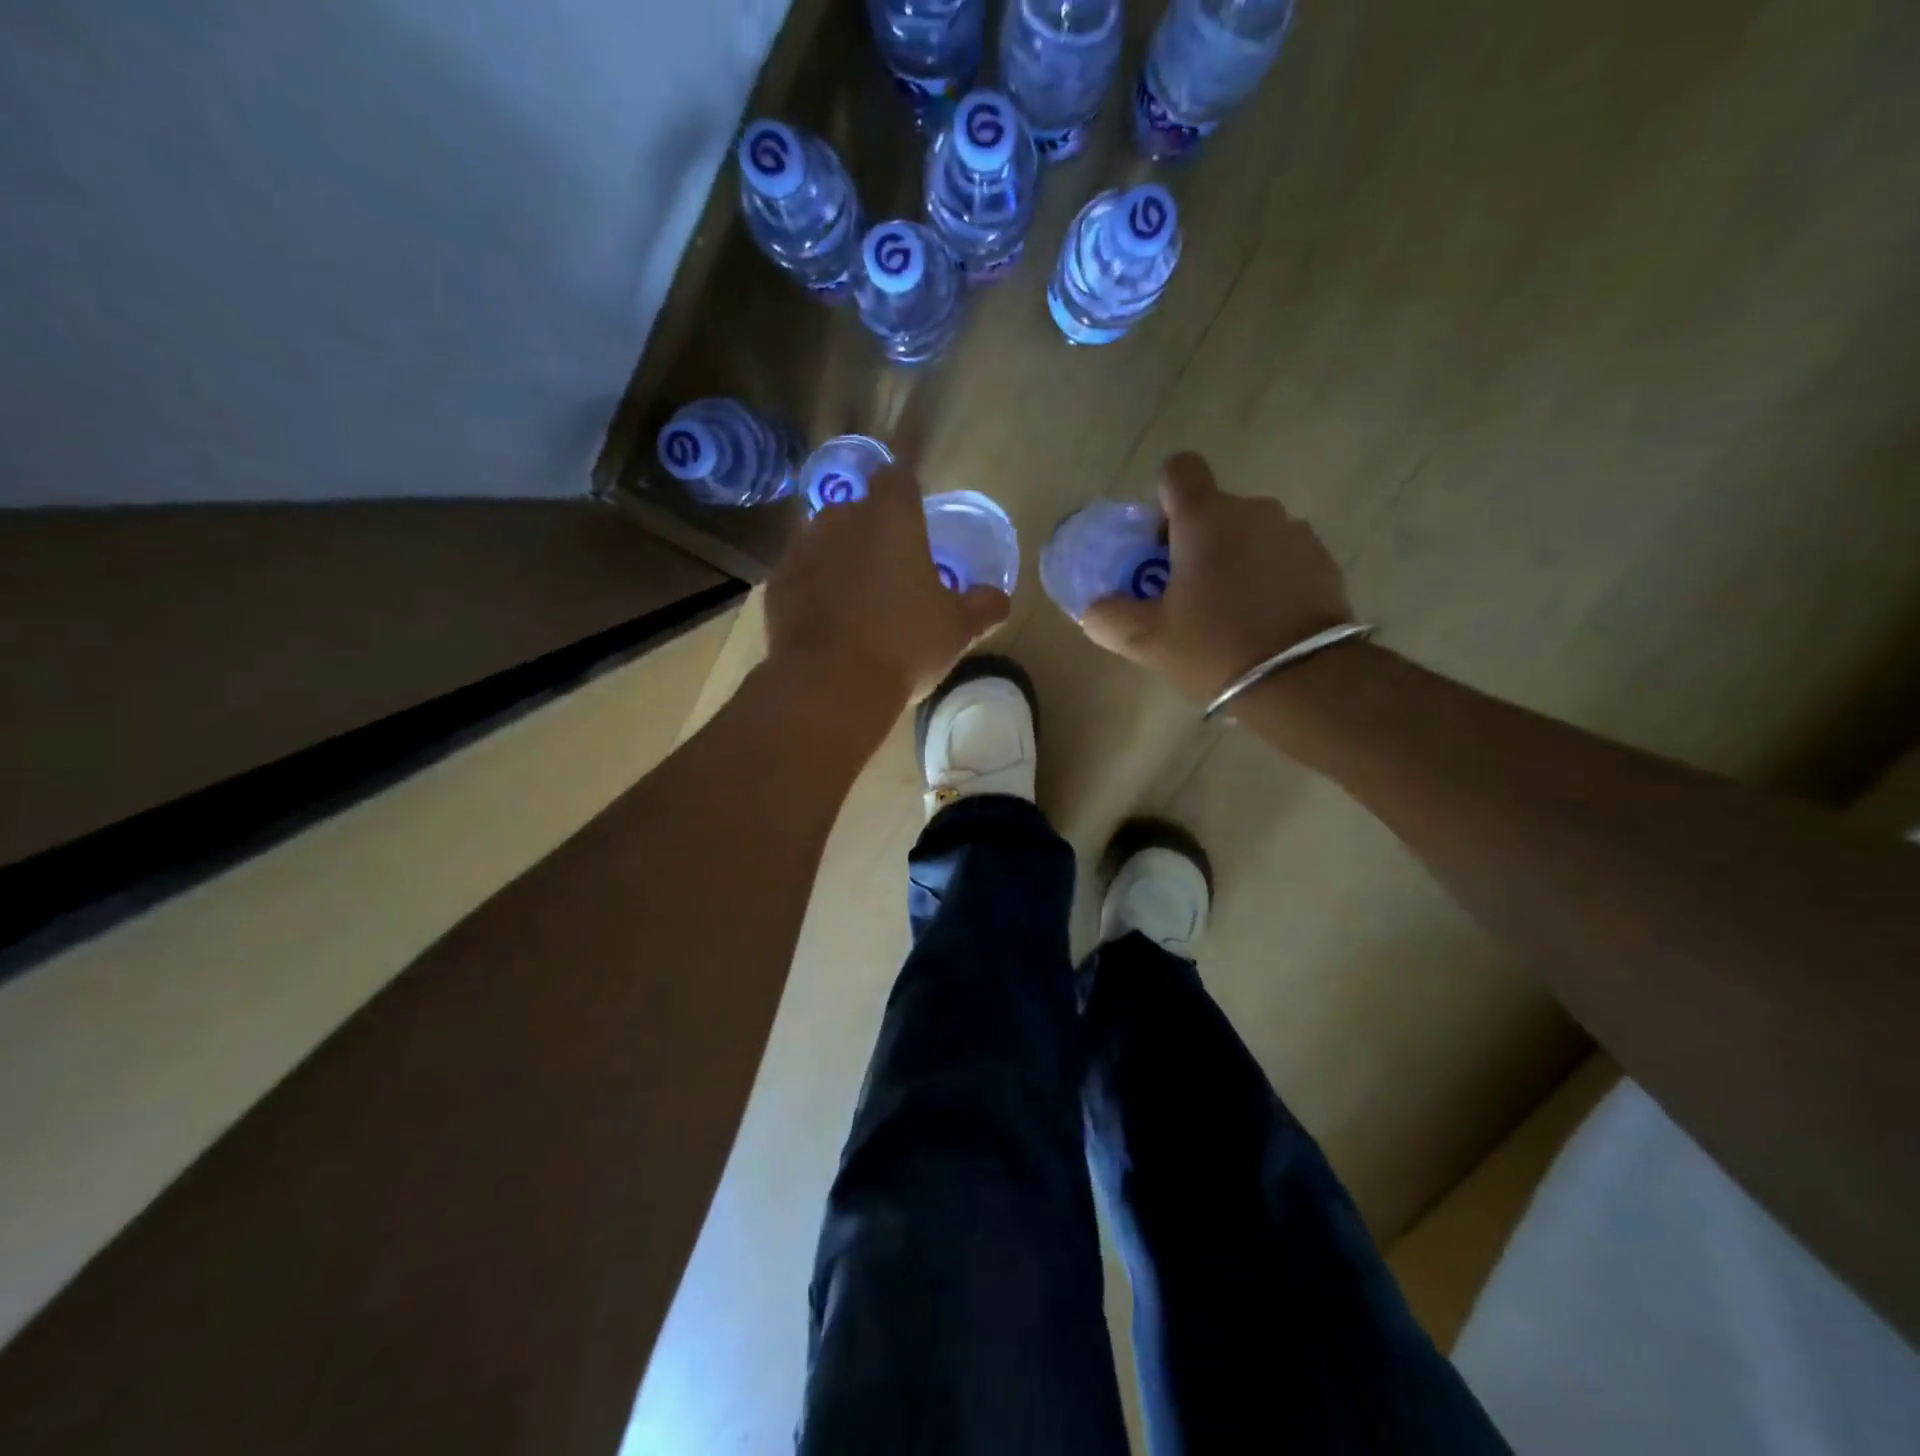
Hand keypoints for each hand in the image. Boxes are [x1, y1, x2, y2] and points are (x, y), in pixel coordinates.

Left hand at [766, 464, 1010, 708]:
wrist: (829, 685)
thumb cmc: (904, 645)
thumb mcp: (957, 629)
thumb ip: (982, 606)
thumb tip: (999, 599)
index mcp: (891, 519)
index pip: (897, 478)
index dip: (906, 493)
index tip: (915, 518)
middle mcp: (841, 520)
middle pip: (857, 509)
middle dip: (871, 530)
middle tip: (890, 568)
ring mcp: (802, 551)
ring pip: (824, 540)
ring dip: (839, 558)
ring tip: (856, 597)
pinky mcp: (776, 584)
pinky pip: (800, 575)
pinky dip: (813, 589)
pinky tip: (826, 621)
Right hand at [1082, 452, 1353, 702]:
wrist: (1302, 680)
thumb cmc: (1214, 647)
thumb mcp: (1147, 640)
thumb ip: (1108, 617)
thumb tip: (1094, 608)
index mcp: (1205, 518)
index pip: (1179, 470)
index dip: (1163, 499)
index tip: (1158, 544)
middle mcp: (1253, 510)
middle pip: (1213, 508)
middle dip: (1194, 540)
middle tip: (1184, 592)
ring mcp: (1293, 532)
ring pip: (1248, 532)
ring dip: (1232, 557)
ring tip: (1227, 609)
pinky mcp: (1322, 559)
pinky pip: (1280, 554)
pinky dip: (1266, 574)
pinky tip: (1261, 617)